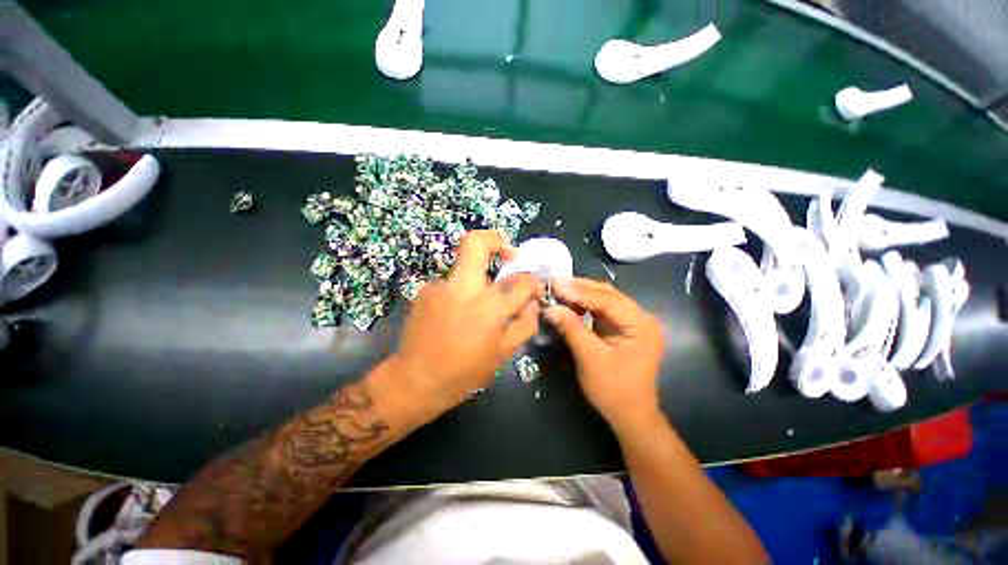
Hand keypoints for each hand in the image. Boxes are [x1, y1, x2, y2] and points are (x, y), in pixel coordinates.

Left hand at [392, 231, 543, 422]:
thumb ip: (525, 324)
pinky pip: (451, 282)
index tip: (533, 289)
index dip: (533, 282)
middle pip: (477, 242)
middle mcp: (465, 287)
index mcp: (491, 306)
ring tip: (479, 301)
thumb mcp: (504, 353)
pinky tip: (457, 313)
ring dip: (478, 274)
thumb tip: (532, 304)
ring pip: (464, 263)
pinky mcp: (426, 290)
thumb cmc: (464, 372)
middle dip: (496, 240)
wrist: (415, 380)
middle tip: (507, 254)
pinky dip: (461, 291)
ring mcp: (441, 285)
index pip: (522, 280)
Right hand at [544, 278, 663, 434]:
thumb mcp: (590, 358)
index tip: (555, 285)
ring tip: (558, 288)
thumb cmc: (614, 389)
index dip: (579, 292)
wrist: (631, 416)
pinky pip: (602, 310)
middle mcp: (640, 317)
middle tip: (554, 282)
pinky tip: (569, 301)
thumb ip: (571, 328)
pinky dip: (585, 305)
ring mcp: (632, 322)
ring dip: (581, 293)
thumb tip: (550, 307)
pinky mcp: (623, 328)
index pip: (607, 300)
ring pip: (604, 299)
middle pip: (607, 294)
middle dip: (580, 288)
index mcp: (640, 324)